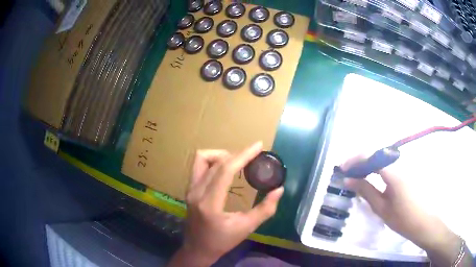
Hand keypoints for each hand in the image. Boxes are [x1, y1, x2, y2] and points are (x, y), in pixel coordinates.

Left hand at [168, 142, 283, 266]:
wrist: (198, 249)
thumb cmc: (222, 241)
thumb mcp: (246, 228)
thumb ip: (265, 209)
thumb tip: (279, 189)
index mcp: (210, 203)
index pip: (225, 171)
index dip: (243, 155)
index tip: (258, 146)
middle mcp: (196, 192)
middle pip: (216, 162)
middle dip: (237, 155)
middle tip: (253, 157)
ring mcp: (190, 189)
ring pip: (202, 158)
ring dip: (222, 155)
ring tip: (238, 163)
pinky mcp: (189, 189)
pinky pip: (199, 166)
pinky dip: (213, 161)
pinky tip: (225, 170)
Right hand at [341, 157, 471, 265]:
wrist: (423, 222)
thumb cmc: (403, 218)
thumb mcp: (381, 207)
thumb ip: (365, 190)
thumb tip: (348, 179)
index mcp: (394, 172)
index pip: (372, 156)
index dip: (355, 159)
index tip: (343, 168)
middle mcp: (401, 162)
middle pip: (377, 152)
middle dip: (360, 159)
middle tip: (348, 171)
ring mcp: (406, 164)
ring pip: (383, 155)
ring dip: (368, 161)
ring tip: (357, 173)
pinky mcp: (408, 168)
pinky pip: (389, 161)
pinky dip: (377, 165)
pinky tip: (372, 174)